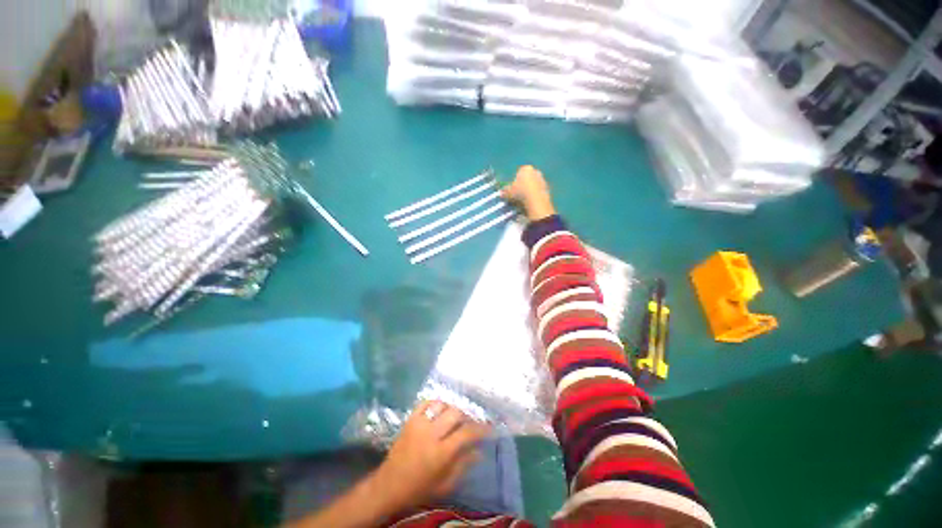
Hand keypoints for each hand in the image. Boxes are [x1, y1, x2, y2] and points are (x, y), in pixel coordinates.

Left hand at [372, 401, 490, 509]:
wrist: (390, 485)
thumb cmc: (420, 488)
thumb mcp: (445, 484)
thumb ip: (463, 465)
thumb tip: (479, 451)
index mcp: (441, 453)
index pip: (466, 433)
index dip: (480, 429)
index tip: (489, 428)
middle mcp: (431, 434)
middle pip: (455, 413)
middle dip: (467, 416)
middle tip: (471, 422)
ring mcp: (419, 424)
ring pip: (441, 405)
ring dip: (452, 408)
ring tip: (455, 416)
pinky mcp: (410, 420)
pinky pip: (425, 403)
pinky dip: (435, 403)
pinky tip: (440, 410)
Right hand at [501, 165, 555, 220]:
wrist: (536, 201)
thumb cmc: (520, 193)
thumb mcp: (509, 192)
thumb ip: (505, 191)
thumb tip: (501, 192)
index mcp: (526, 169)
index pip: (519, 173)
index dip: (515, 181)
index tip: (512, 190)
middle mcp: (535, 171)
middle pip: (527, 178)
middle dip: (523, 185)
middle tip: (518, 195)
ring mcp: (542, 180)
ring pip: (533, 185)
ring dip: (529, 191)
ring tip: (524, 201)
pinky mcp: (547, 188)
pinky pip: (538, 192)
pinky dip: (535, 196)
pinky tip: (531, 203)